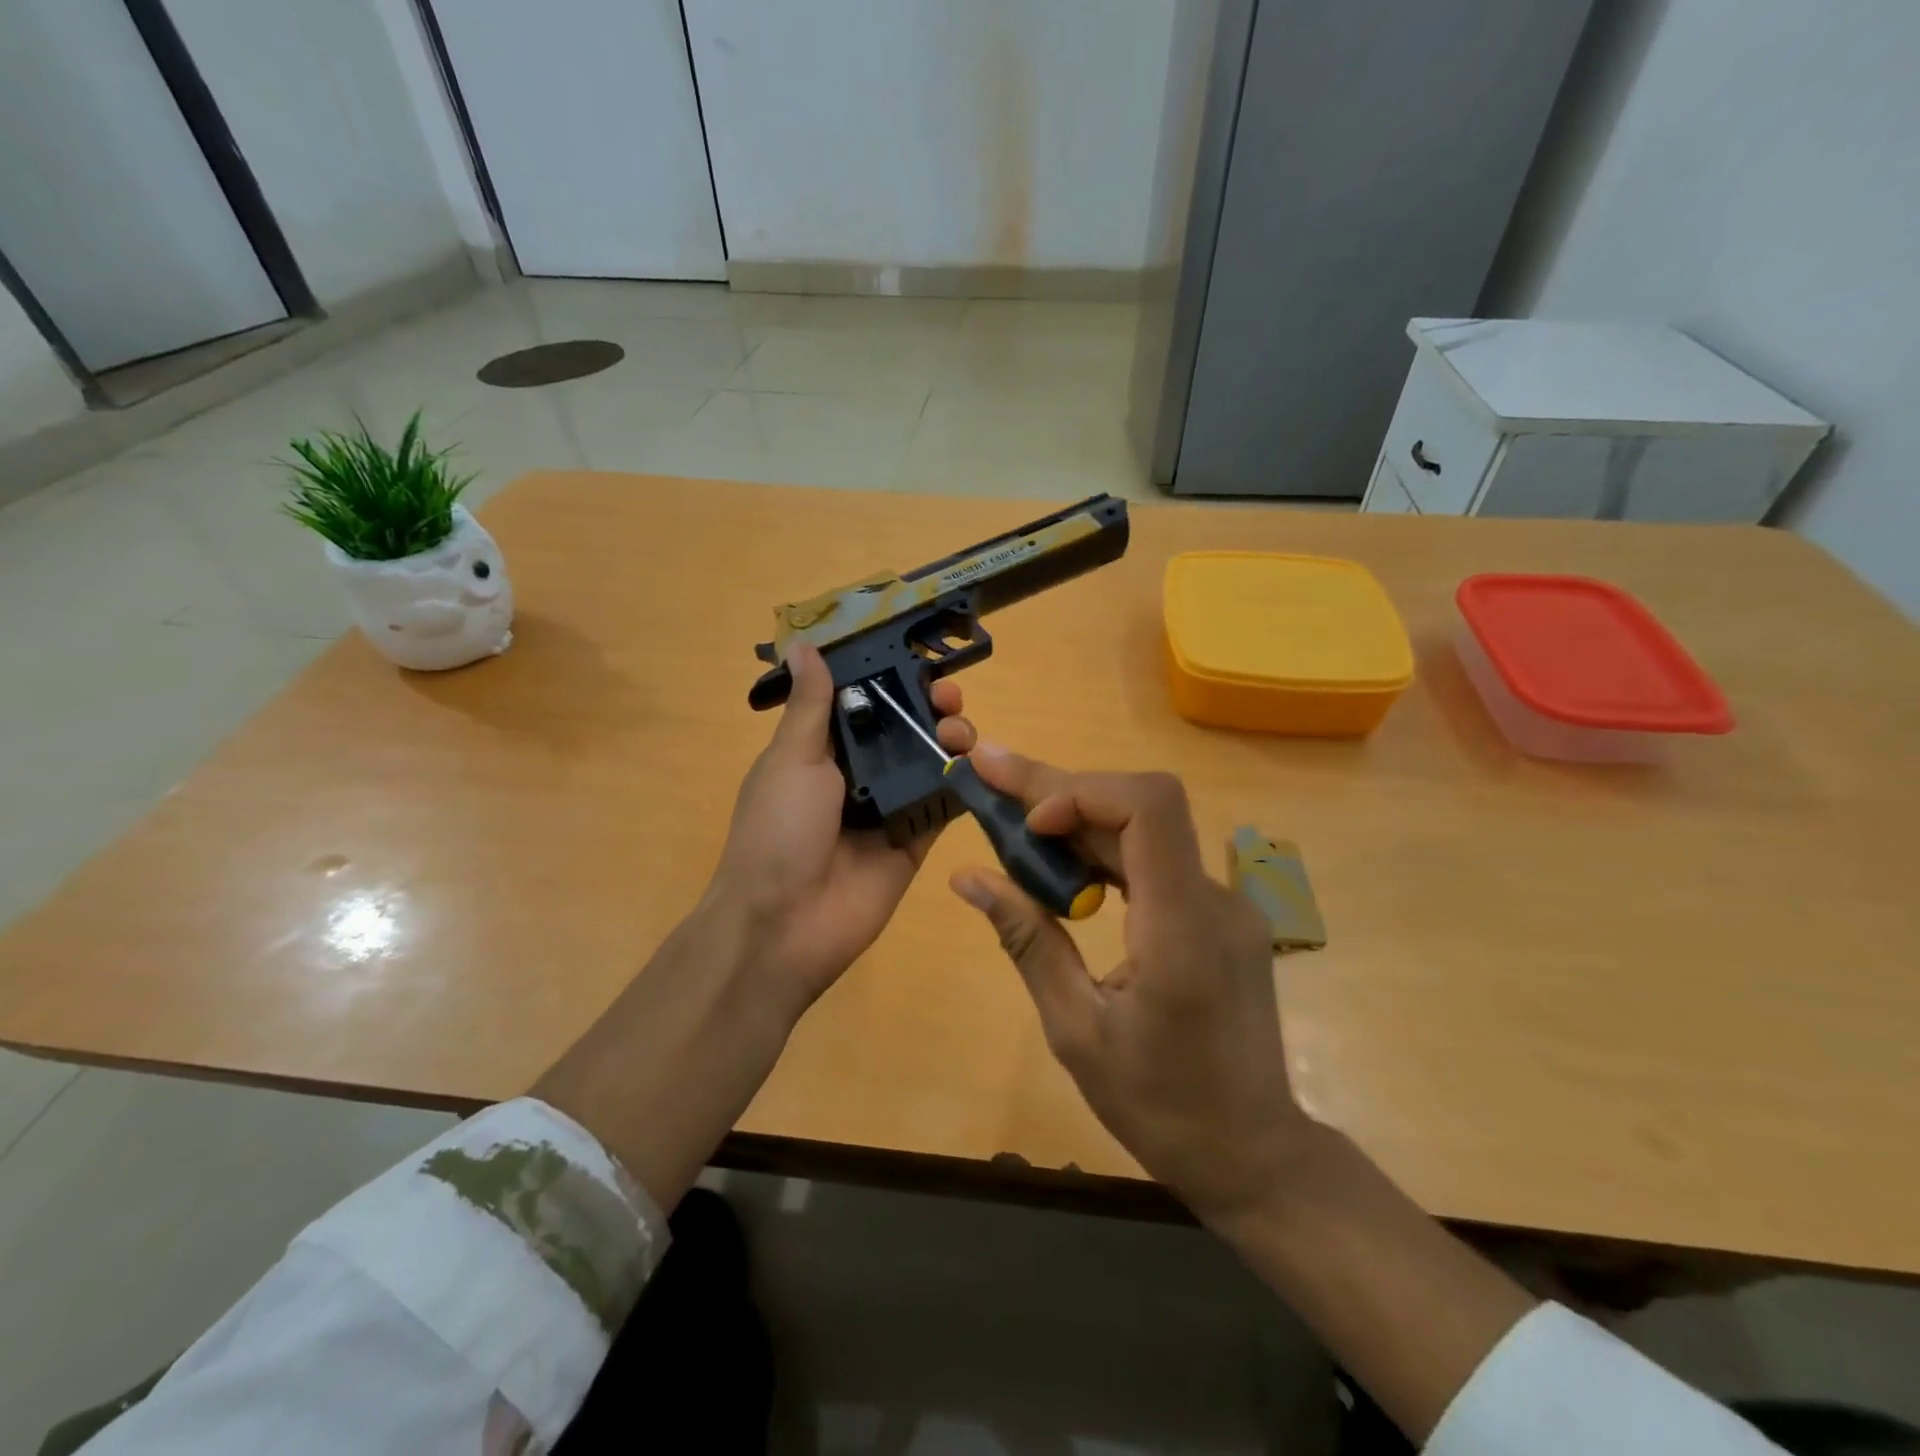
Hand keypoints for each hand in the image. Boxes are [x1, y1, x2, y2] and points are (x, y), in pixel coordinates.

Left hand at [709, 643, 973, 1016]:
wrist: (784, 924)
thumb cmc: (778, 831)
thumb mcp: (791, 760)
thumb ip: (811, 706)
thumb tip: (803, 645)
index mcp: (820, 750)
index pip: (861, 702)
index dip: (889, 678)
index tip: (917, 661)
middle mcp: (857, 774)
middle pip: (902, 729)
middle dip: (928, 707)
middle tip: (948, 698)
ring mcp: (888, 809)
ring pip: (927, 763)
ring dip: (949, 738)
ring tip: (960, 729)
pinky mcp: (915, 841)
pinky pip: (943, 805)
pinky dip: (963, 783)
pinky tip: (978, 763)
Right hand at [948, 748, 1313, 1226]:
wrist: (1253, 1152)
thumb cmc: (1159, 1107)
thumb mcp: (1075, 1030)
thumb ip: (1028, 941)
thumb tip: (968, 877)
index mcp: (1181, 929)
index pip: (1150, 809)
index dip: (1083, 792)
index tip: (1029, 823)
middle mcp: (1214, 899)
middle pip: (1141, 806)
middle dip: (1060, 790)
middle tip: (991, 774)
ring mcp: (1224, 903)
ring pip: (1147, 827)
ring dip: (1078, 816)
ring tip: (1012, 816)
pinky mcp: (1219, 914)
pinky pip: (1157, 859)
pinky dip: (1104, 849)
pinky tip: (1062, 862)